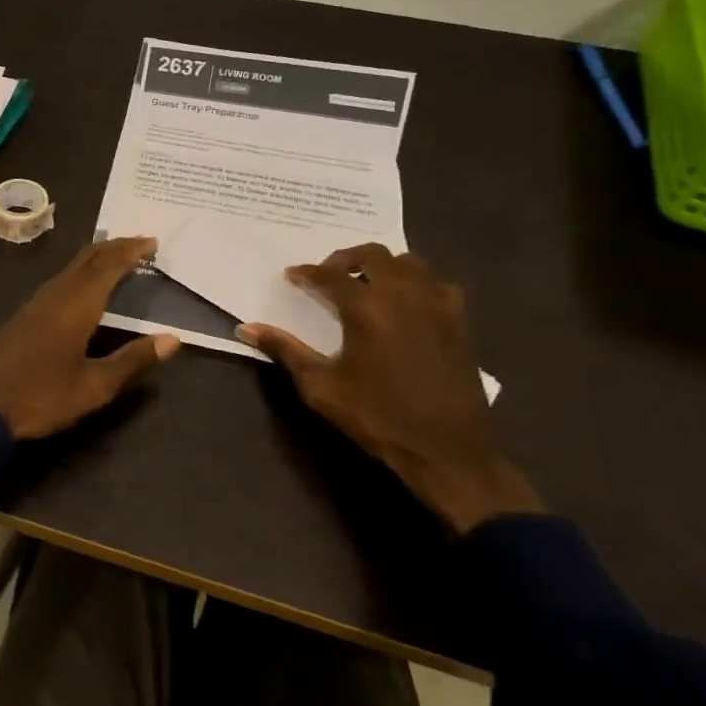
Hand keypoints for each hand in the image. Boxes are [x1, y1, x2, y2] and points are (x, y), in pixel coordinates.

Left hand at [0, 237, 181, 440]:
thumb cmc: (41, 395)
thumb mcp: (94, 386)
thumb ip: (132, 360)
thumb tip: (173, 339)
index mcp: (77, 305)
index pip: (109, 266)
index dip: (131, 251)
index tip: (153, 241)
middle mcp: (56, 294)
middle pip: (87, 258)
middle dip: (115, 246)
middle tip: (141, 244)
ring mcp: (37, 303)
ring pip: (72, 267)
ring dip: (97, 258)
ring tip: (119, 259)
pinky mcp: (25, 315)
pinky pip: (60, 280)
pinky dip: (81, 272)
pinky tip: (84, 286)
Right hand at [238, 244, 542, 533]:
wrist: (447, 451)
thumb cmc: (377, 416)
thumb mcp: (321, 386)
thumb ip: (285, 350)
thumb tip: (246, 328)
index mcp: (366, 308)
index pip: (330, 275)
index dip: (307, 272)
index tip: (292, 276)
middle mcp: (403, 296)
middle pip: (373, 255)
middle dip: (346, 258)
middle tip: (328, 275)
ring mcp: (437, 306)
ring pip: (410, 263)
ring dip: (384, 266)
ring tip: (367, 284)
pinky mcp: (459, 323)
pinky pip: (439, 285)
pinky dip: (420, 284)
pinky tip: (409, 304)